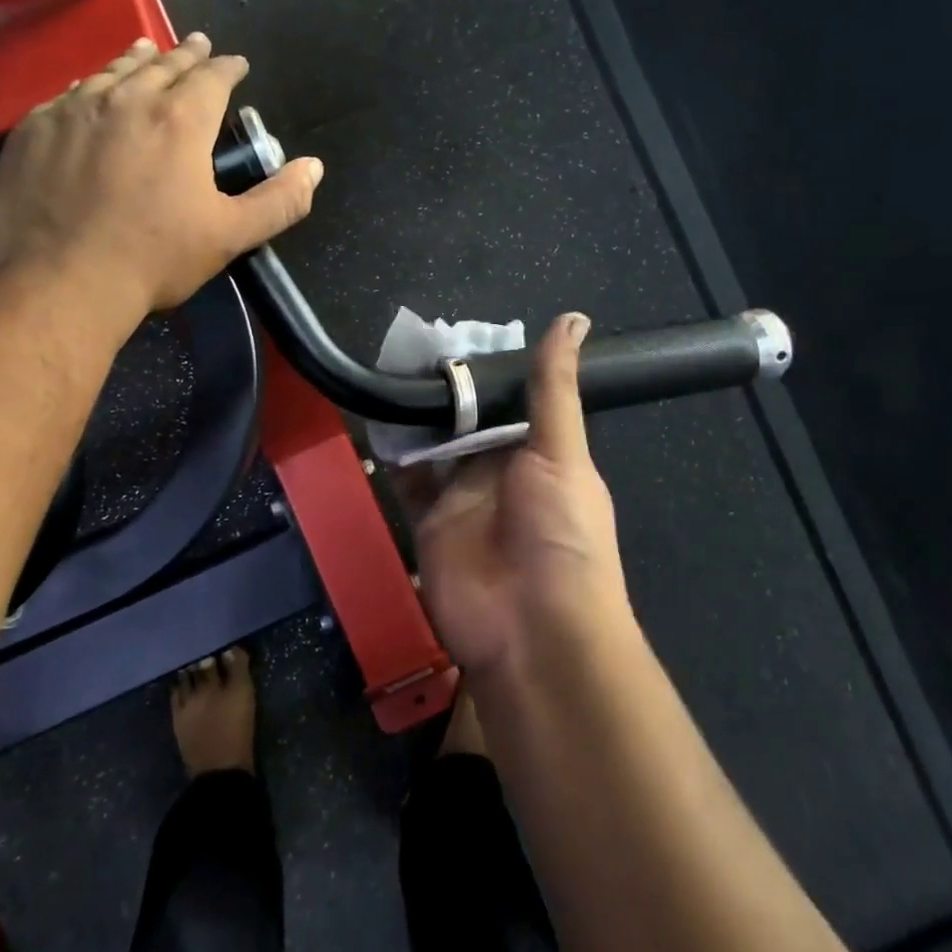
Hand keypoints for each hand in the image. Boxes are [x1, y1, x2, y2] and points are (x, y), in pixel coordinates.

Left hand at [0, 34, 322, 315]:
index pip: (211, 78)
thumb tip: (314, 167)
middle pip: (162, 64)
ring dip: (137, 59)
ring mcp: (73, 110)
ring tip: (147, 50)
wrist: (58, 282)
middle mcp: (127, 99)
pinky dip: (90, 86)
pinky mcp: (33, 130)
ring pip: (113, 71)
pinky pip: (68, 94)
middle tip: (197, 44)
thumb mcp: (230, 235)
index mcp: (179, 121)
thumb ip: (279, 201)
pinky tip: (89, 90)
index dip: (228, 67)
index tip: (237, 62)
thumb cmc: (154, 258)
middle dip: (186, 54)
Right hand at [414, 313, 635, 681]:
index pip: (509, 400)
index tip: (454, 334)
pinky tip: (377, 420)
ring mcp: (463, 498)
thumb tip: (574, 319)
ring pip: (434, 447)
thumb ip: (554, 390)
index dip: (485, 372)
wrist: (532, 632)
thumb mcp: (563, 454)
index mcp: (540, 453)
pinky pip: (408, 482)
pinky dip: (394, 456)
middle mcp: (500, 471)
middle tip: (408, 348)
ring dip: (417, 418)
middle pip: (468, 421)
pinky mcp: (428, 522)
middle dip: (444, 392)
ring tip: (389, 373)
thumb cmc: (561, 534)